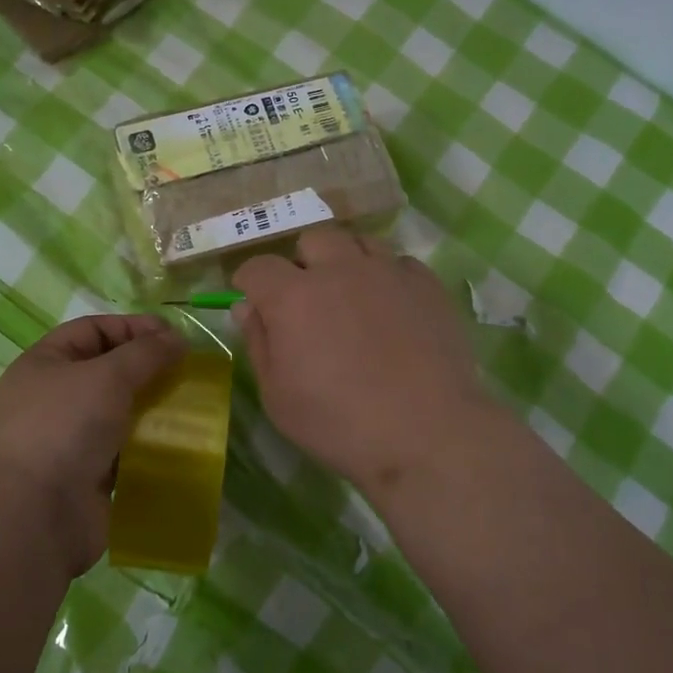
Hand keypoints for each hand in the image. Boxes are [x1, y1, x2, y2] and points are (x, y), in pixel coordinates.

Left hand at [0, 313, 186, 574]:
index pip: (92, 330)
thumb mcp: (107, 376)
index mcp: (43, 364)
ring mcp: (66, 440)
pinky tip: (176, 444)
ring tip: (188, 407)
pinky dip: (147, 446)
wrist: (33, 517)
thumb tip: (177, 340)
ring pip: (117, 413)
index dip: (133, 327)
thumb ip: (145, 353)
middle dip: (146, 369)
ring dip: (151, 408)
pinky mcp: (84, 477)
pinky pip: (122, 451)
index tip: (174, 337)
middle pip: (106, 371)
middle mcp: (51, 399)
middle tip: (187, 372)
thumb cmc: (63, 428)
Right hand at [234, 228, 500, 504]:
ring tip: (352, 294)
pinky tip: (392, 307)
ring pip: (359, 241)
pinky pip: (400, 262)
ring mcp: (387, 272)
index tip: (254, 302)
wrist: (426, 434)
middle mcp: (338, 269)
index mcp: (293, 296)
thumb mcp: (277, 395)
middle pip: (312, 239)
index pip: (258, 266)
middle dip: (303, 262)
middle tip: (308, 298)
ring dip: (347, 261)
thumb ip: (258, 343)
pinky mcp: (426, 285)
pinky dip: (388, 276)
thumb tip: (246, 307)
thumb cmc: (338, 423)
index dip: (250, 282)